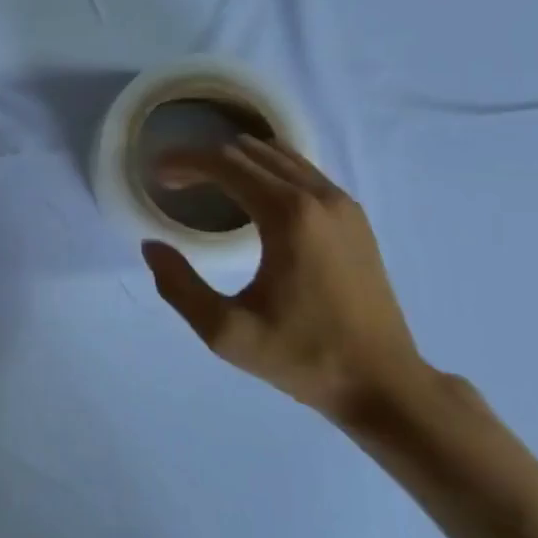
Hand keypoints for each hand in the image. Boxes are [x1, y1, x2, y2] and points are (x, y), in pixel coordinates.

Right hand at [140, 134, 428, 422]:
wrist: (385, 384)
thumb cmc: (304, 356)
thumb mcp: (227, 333)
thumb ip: (179, 286)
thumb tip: (152, 246)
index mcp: (289, 216)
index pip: (225, 164)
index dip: (185, 162)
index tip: (156, 174)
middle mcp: (318, 196)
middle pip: (249, 153)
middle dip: (205, 160)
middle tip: (173, 183)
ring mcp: (342, 204)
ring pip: (278, 156)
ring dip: (236, 162)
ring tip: (205, 185)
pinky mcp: (354, 218)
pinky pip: (301, 172)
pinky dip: (267, 171)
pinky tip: (250, 197)